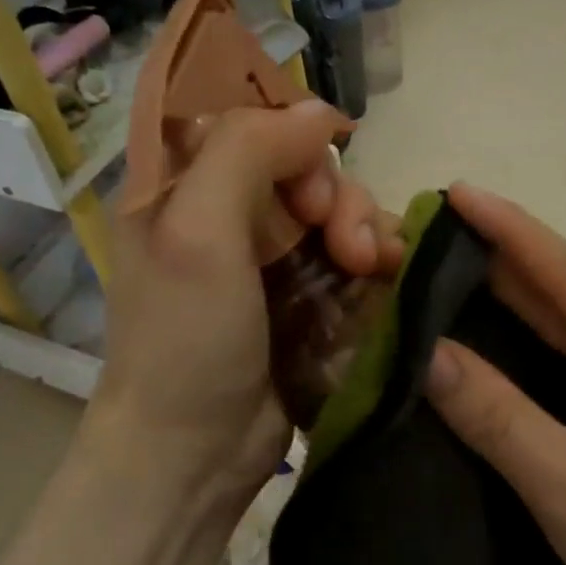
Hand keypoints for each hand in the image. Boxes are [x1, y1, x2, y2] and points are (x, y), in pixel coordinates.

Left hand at [88, 100, 402, 526]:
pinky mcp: (306, 294)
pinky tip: (384, 277)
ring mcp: (270, 254)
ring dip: (364, 227)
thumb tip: (320, 112)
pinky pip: (354, 252)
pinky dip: (376, 258)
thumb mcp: (196, 233)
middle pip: (301, 161)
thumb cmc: (183, 340)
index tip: (314, 161)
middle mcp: (226, 209)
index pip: (237, 113)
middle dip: (334, 191)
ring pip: (337, 206)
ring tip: (367, 268)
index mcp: (180, 183)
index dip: (284, 124)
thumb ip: (247, 151)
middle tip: (341, 240)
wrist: (195, 451)